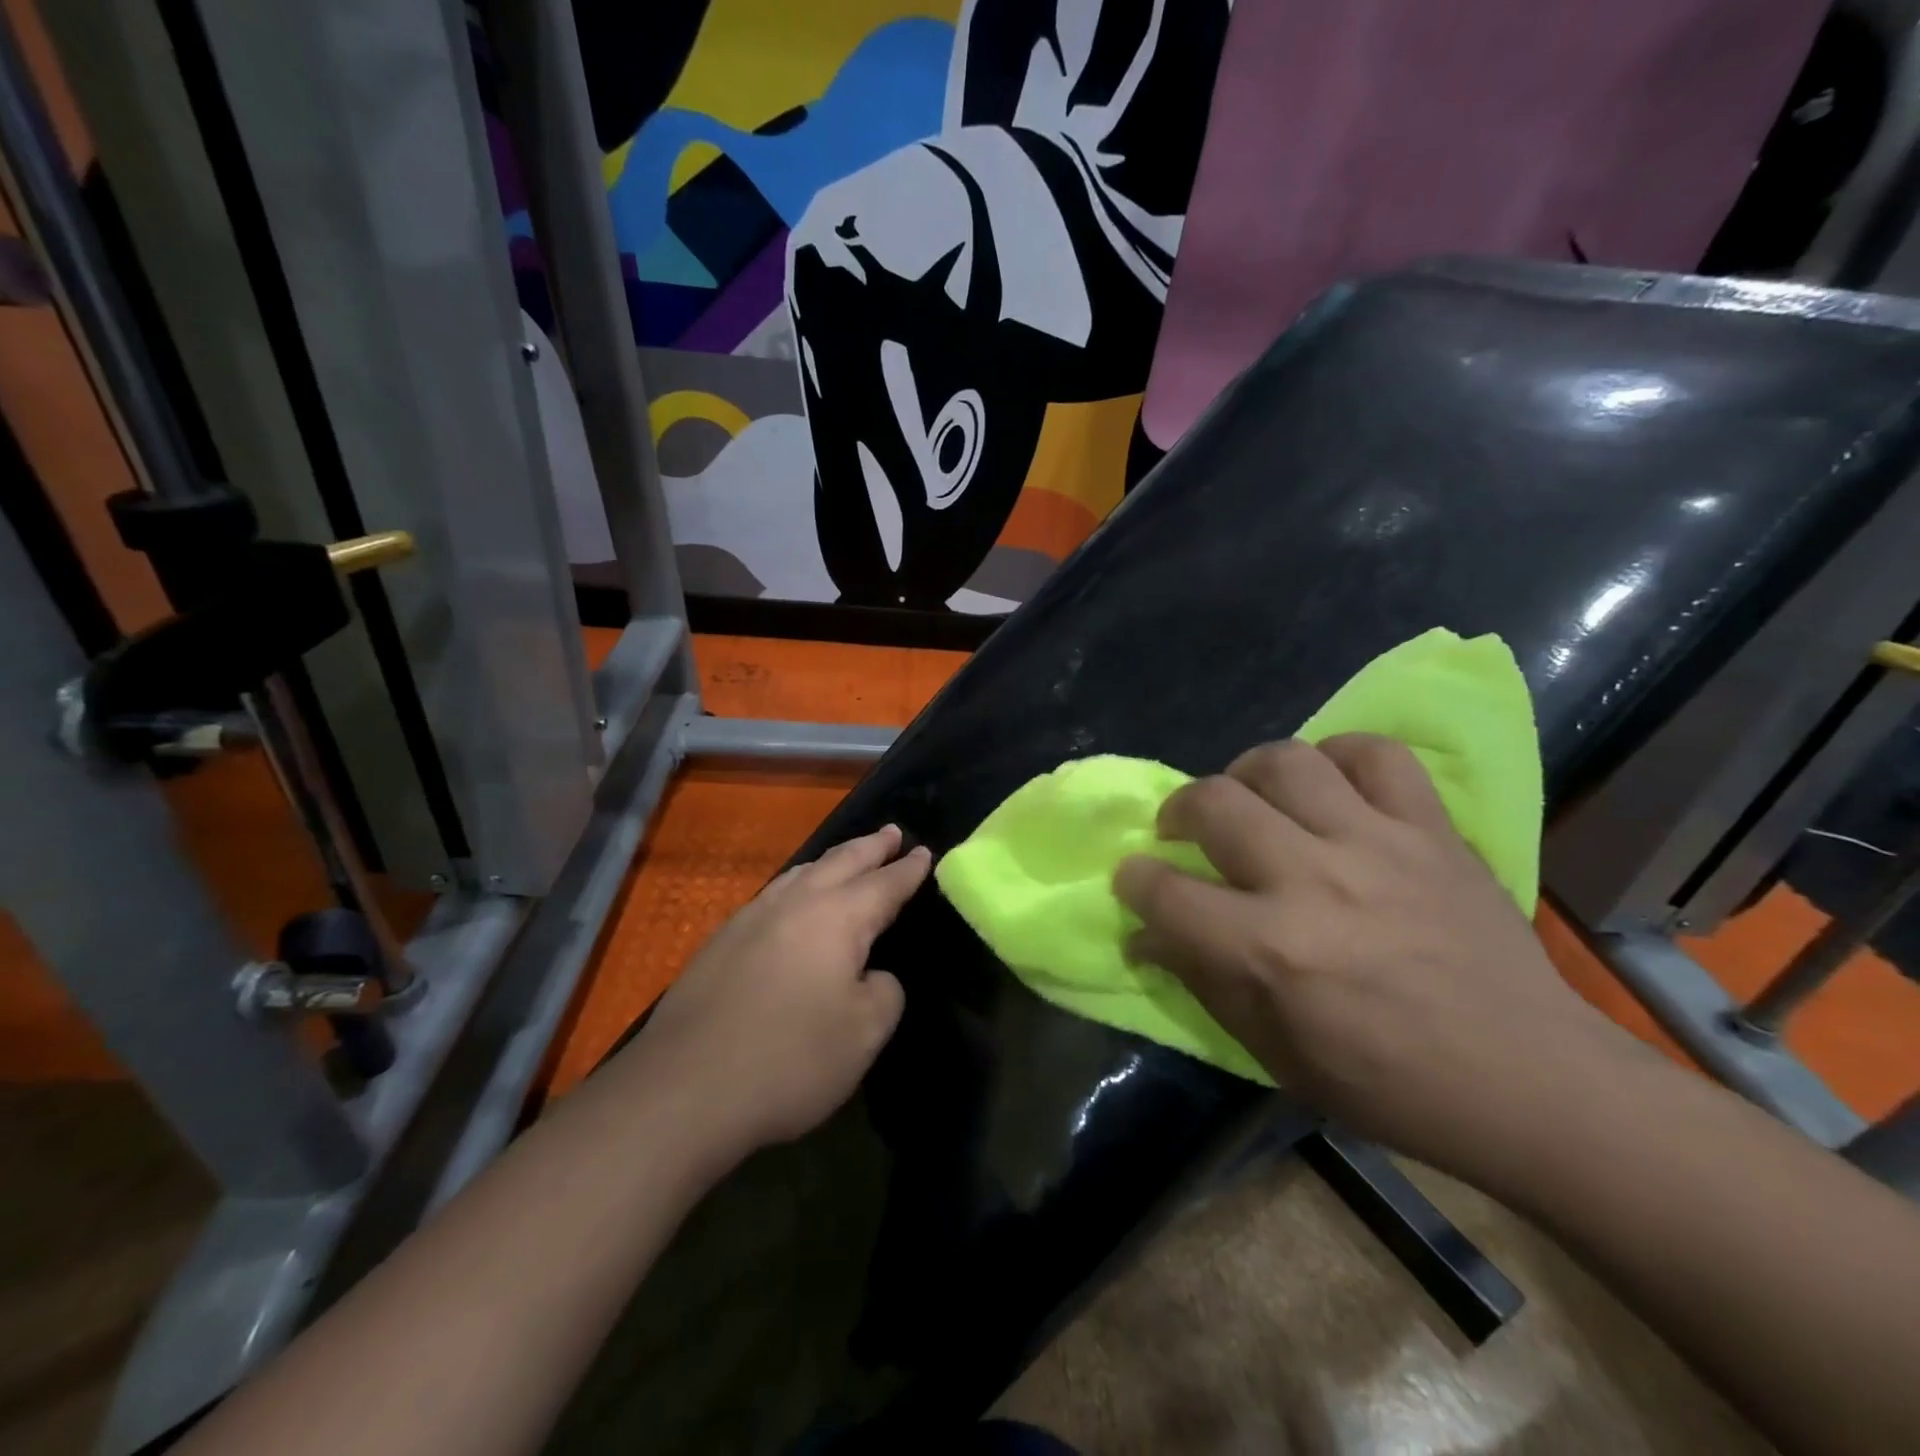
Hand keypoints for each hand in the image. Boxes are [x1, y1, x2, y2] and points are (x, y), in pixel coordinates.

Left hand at [619, 825, 929, 1156]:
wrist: (684, 1088)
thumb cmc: (790, 1058)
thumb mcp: (864, 1034)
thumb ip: (884, 992)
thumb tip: (872, 976)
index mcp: (837, 918)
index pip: (884, 884)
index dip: (907, 869)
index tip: (924, 851)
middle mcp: (795, 904)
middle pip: (841, 862)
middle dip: (870, 847)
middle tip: (891, 832)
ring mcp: (751, 918)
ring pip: (801, 873)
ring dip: (831, 861)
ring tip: (846, 857)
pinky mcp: (720, 942)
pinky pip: (773, 896)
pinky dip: (797, 886)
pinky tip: (792, 901)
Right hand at [1114, 735, 1631, 1176]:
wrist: (1531, 1081)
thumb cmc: (1388, 1084)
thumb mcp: (1274, 1054)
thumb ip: (1202, 981)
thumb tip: (1145, 935)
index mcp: (1269, 949)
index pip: (1165, 891)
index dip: (1134, 880)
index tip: (1133, 878)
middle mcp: (1312, 880)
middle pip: (1213, 803)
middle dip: (1178, 812)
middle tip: (1183, 832)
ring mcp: (1377, 844)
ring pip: (1285, 762)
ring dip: (1246, 773)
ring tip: (1250, 798)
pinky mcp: (1431, 830)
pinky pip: (1376, 754)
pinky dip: (1340, 756)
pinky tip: (1329, 784)